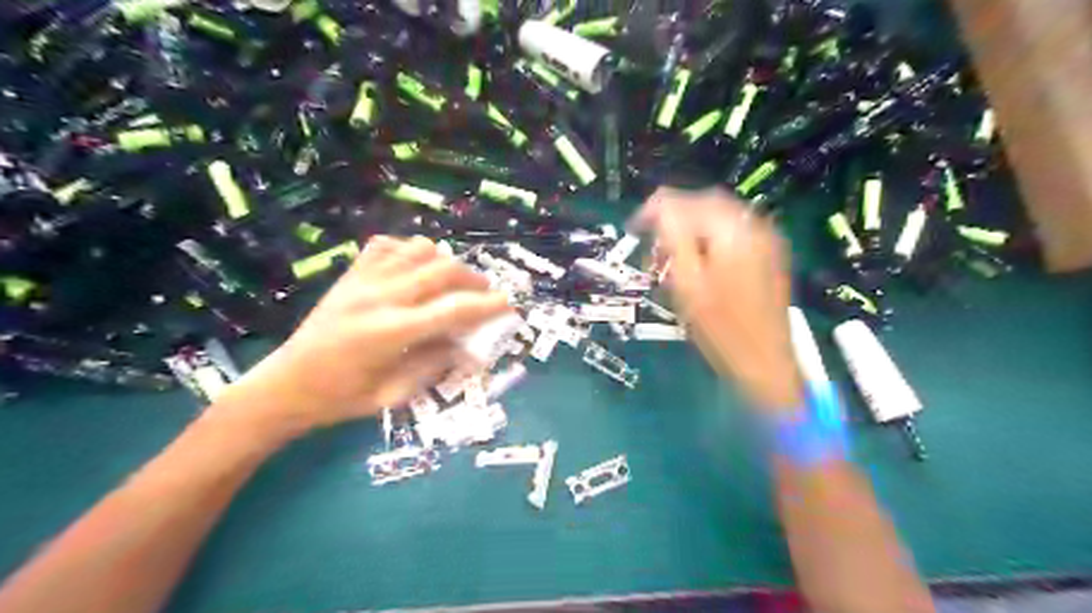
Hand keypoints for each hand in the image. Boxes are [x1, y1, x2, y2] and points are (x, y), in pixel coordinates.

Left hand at [224, 236, 512, 434]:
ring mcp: (362, 280)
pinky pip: (388, 245)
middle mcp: (379, 297)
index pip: (453, 309)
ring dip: (445, 262)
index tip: (510, 304)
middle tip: (486, 295)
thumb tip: (468, 346)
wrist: (285, 384)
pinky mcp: (350, 274)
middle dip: (474, 280)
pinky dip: (411, 251)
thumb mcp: (394, 395)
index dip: (487, 305)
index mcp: (390, 332)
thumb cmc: (341, 399)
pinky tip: (416, 270)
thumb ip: (435, 365)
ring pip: (419, 250)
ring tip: (453, 282)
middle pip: (443, 270)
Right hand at [632, 185, 800, 408]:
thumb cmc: (721, 329)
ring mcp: (765, 240)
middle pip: (704, 205)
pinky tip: (697, 266)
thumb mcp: (688, 282)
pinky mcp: (767, 256)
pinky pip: (731, 234)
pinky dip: (708, 241)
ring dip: (689, 231)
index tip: (633, 229)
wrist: (765, 363)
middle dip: (673, 220)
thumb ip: (673, 237)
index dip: (655, 209)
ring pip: (717, 219)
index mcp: (733, 230)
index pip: (687, 201)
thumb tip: (658, 207)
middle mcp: (754, 225)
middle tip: (652, 248)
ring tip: (671, 262)